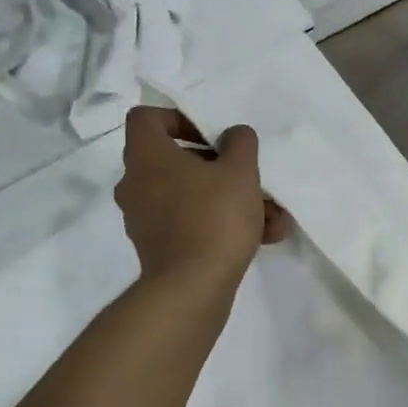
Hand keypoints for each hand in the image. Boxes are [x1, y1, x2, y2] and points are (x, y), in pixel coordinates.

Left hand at [115, 107, 291, 287]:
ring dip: (229, 200)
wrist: (192, 288)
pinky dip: (221, 226)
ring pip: (190, 196)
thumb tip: (233, 136)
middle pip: (175, 161)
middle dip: (218, 168)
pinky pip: (191, 224)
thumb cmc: (214, 218)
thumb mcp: (239, 171)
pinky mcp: (158, 247)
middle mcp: (136, 184)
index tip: (211, 135)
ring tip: (271, 215)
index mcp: (146, 157)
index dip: (178, 118)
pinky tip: (263, 237)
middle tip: (247, 176)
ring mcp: (145, 218)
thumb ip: (240, 143)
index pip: (146, 118)